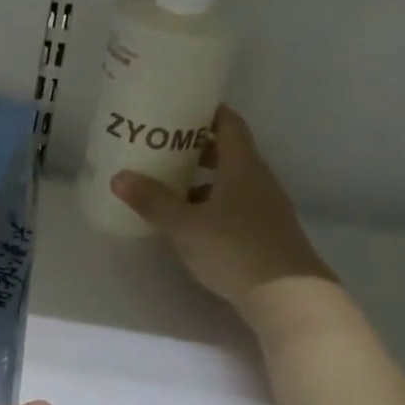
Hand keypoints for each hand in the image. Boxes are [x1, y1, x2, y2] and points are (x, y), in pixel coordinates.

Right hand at [111, 104, 334, 308]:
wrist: (286, 295)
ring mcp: (265, 207)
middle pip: (228, 153)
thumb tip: (119, 176)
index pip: (228, 124)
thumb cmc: (234, 248)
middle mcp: (258, 179)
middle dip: (196, 150)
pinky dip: (211, 206)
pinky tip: (190, 223)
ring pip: (230, 182)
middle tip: (163, 150)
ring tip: (169, 188)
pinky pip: (234, 206)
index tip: (179, 110)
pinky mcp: (264, 232)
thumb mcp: (185, 225)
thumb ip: (153, 201)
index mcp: (242, 166)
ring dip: (202, 181)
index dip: (206, 114)